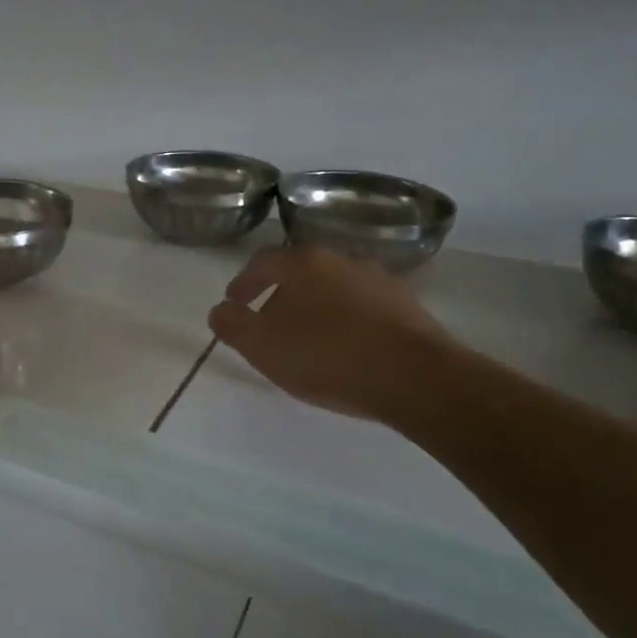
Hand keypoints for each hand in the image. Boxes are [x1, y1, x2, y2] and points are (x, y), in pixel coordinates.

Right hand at [207, 245, 461, 424]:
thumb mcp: (263, 346)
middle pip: (299, 273)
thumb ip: (233, 325)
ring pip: (333, 289)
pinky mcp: (406, 306)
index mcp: (302, 263)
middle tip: (269, 326)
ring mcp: (377, 280)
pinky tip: (346, 349)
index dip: (244, 283)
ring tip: (309, 342)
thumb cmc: (328, 356)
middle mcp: (340, 260)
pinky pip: (362, 308)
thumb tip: (220, 310)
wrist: (416, 377)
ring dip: (315, 309)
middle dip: (279, 297)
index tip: (235, 303)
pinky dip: (346, 322)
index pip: (262, 262)